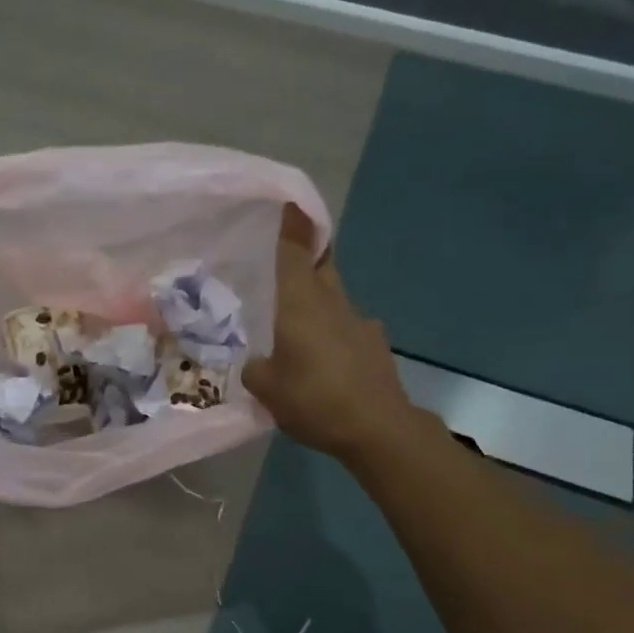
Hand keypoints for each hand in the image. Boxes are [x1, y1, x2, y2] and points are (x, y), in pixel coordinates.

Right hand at [242, 205, 421, 459]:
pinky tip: (323, 362)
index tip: (286, 203)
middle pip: (320, 265)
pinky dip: (332, 335)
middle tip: (279, 264)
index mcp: (300, 303)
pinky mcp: (374, 345)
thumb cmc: (315, 399)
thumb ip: (254, 367)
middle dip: (305, 256)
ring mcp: (359, 322)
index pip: (294, 250)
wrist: (379, 429)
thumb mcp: (266, 388)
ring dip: (316, 302)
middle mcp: (332, 302)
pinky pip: (346, 328)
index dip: (291, 224)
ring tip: (295, 328)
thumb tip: (255, 361)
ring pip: (333, 298)